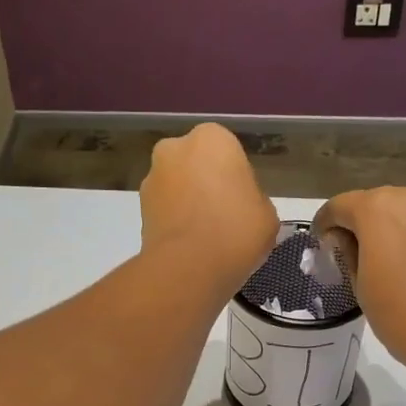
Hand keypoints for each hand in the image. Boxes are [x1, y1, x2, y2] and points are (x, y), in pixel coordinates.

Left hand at [139, 123, 277, 293]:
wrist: (188, 267)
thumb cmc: (236, 231)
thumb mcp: (267, 215)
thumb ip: (253, 201)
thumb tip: (241, 208)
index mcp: (212, 138)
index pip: (228, 153)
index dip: (236, 180)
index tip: (242, 205)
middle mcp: (175, 149)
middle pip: (196, 166)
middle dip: (206, 186)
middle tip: (223, 219)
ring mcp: (152, 179)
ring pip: (177, 188)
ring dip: (187, 205)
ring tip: (204, 239)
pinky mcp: (139, 209)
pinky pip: (164, 212)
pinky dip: (174, 223)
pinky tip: (189, 247)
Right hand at [312, 186, 405, 391]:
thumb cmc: (403, 316)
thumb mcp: (360, 287)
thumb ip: (349, 254)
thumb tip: (347, 241)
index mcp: (378, 208)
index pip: (338, 206)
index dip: (324, 225)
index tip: (320, 247)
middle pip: (371, 204)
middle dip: (356, 226)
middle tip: (347, 259)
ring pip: (398, 213)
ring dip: (383, 232)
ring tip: (377, 266)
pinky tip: (404, 269)